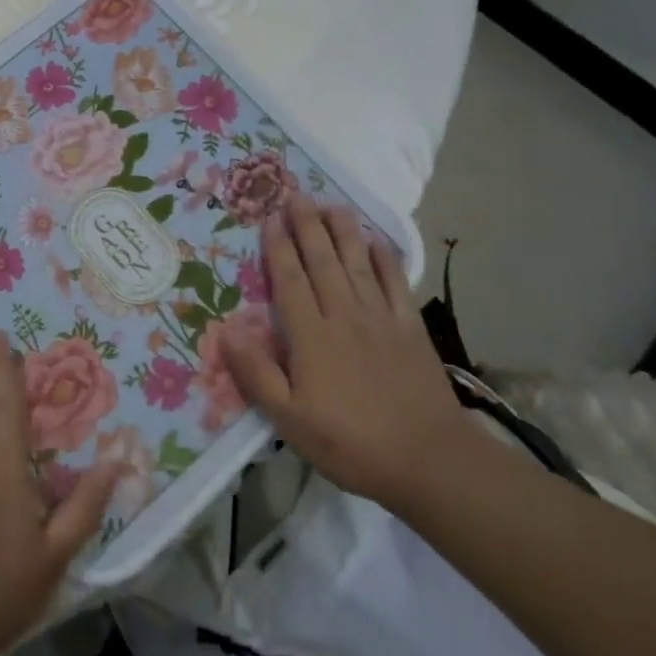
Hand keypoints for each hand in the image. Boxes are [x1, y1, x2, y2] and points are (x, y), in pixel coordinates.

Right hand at [220, 192, 473, 510]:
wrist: (429, 460)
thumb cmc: (351, 443)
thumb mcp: (290, 420)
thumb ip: (257, 374)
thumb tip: (226, 331)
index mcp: (312, 336)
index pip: (290, 280)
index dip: (279, 247)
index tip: (270, 217)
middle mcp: (345, 315)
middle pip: (323, 260)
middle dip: (307, 225)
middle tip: (296, 195)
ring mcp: (381, 319)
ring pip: (358, 262)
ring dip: (343, 231)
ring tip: (332, 204)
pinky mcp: (410, 328)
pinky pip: (396, 282)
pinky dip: (386, 258)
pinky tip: (377, 240)